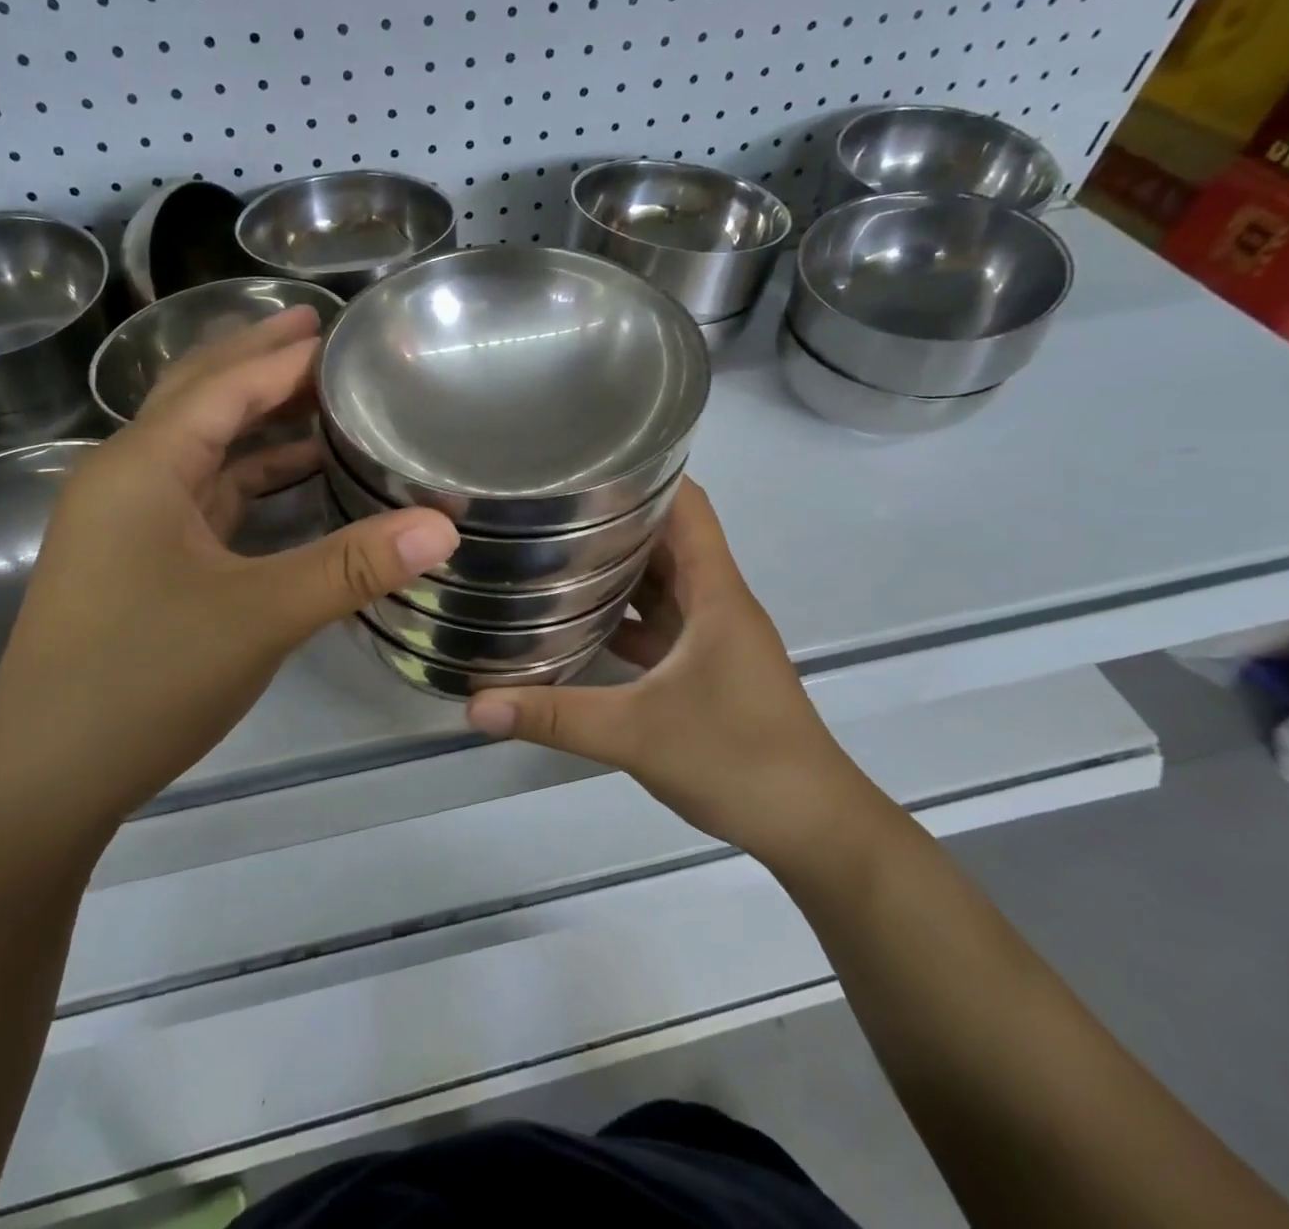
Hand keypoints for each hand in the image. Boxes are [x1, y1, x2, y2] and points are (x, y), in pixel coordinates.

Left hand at [0, 308, 458, 830]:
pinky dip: (249, 475)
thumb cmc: (144, 680)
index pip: (225, 385)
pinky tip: (292, 478)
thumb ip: (353, 566)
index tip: (343, 331)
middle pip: (200, 395)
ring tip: (322, 398)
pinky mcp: (139, 556)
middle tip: (323, 336)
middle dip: (260, 361)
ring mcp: (128, 519)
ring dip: (257, 419)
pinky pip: (202, 492)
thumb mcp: (260, 617)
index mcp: (143, 466)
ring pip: (201, 446)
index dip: (285, 355)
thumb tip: (445, 526)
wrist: (46, 776)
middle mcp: (127, 476)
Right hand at [465, 480, 873, 866]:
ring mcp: (714, 638)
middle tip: (548, 507)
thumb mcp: (636, 735)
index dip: (646, 474)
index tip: (588, 462)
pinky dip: (624, 615)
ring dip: (618, 567)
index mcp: (716, 594)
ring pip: (663, 583)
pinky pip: (660, 623)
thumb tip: (475, 705)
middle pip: (668, 540)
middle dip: (614, 518)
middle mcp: (717, 604)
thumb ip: (554, 717)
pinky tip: (579, 623)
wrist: (813, 827)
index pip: (688, 507)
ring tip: (553, 552)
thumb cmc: (738, 759)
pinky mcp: (707, 669)